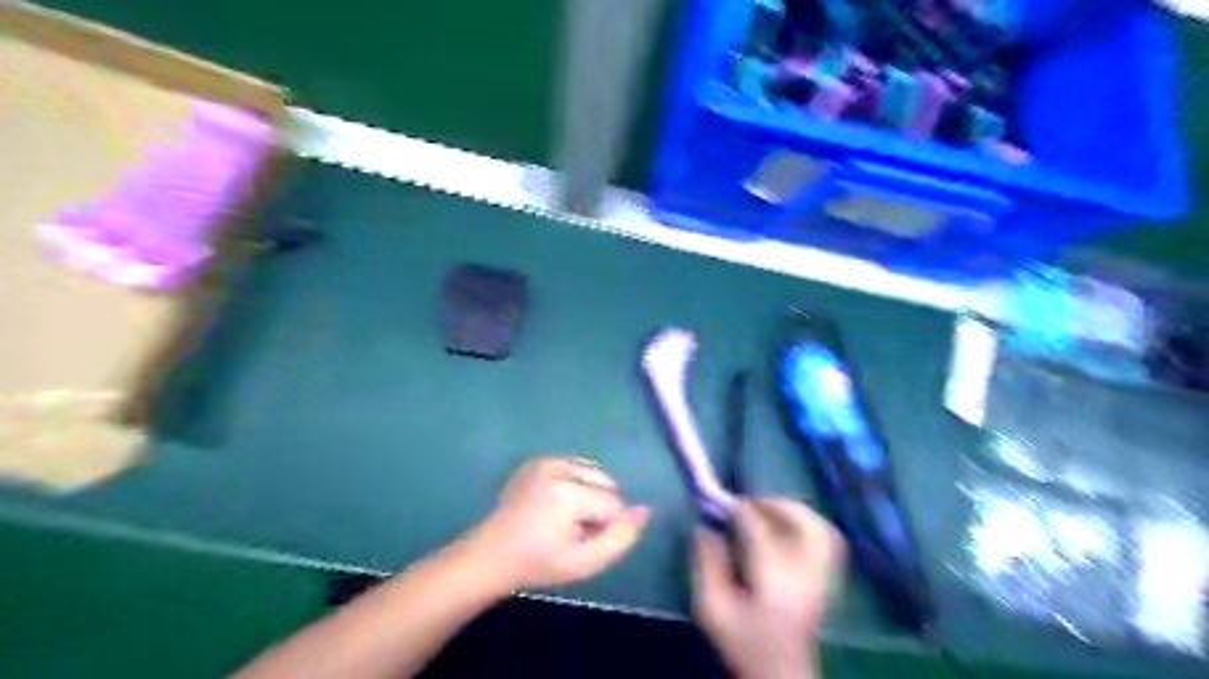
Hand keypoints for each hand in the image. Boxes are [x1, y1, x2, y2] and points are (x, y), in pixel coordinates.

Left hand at [464, 456, 645, 594]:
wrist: (491, 555)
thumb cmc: (539, 564)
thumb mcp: (585, 562)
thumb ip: (621, 538)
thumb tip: (645, 510)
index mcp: (569, 492)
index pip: (614, 504)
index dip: (603, 527)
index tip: (578, 542)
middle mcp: (559, 467)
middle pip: (606, 482)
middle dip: (598, 506)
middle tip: (570, 531)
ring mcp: (546, 460)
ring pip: (592, 471)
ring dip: (588, 493)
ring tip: (562, 517)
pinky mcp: (537, 460)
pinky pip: (573, 466)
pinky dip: (573, 483)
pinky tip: (553, 504)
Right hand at [694, 498, 841, 678]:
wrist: (779, 673)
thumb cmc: (742, 641)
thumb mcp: (711, 608)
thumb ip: (706, 565)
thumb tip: (704, 528)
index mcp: (773, 582)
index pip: (760, 531)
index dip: (741, 511)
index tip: (722, 503)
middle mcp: (804, 576)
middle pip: (802, 525)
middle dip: (774, 504)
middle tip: (750, 501)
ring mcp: (822, 578)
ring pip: (821, 530)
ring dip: (796, 511)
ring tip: (770, 507)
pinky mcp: (827, 580)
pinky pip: (830, 541)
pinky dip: (811, 524)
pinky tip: (791, 524)